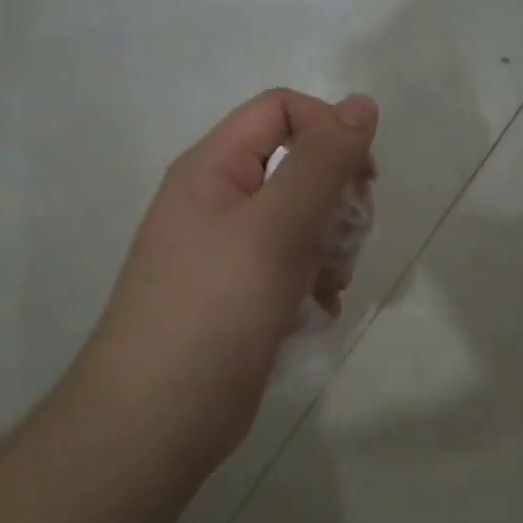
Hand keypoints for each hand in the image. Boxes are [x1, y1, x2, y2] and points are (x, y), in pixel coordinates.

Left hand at [77, 89, 377, 448]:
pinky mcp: (240, 296)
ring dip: (330, 248)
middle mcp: (217, 202)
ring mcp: (227, 253)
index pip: (280, 111)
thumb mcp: (278, 224)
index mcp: (213, 169)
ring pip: (302, 222)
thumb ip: (323, 161)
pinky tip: (316, 313)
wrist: (158, 419)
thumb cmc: (217, 308)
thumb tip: (362, 103)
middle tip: (345, 240)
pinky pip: (292, 267)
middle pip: (297, 168)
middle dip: (336, 201)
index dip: (329, 129)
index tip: (364, 177)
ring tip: (326, 286)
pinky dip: (313, 283)